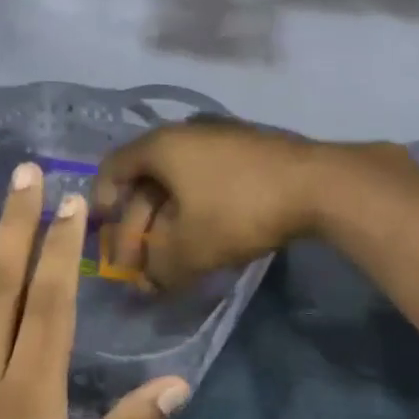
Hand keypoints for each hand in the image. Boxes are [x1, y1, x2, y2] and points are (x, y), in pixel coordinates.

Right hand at [94, 119, 394, 289]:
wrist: (317, 184)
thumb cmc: (239, 210)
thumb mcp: (191, 248)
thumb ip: (160, 269)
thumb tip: (147, 285)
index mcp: (161, 146)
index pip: (114, 168)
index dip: (102, 202)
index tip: (102, 232)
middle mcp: (186, 133)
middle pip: (148, 181)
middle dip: (139, 226)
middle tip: (139, 264)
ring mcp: (221, 138)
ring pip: (180, 184)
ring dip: (169, 223)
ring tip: (172, 259)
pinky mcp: (249, 150)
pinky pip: (208, 180)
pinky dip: (197, 210)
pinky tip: (205, 238)